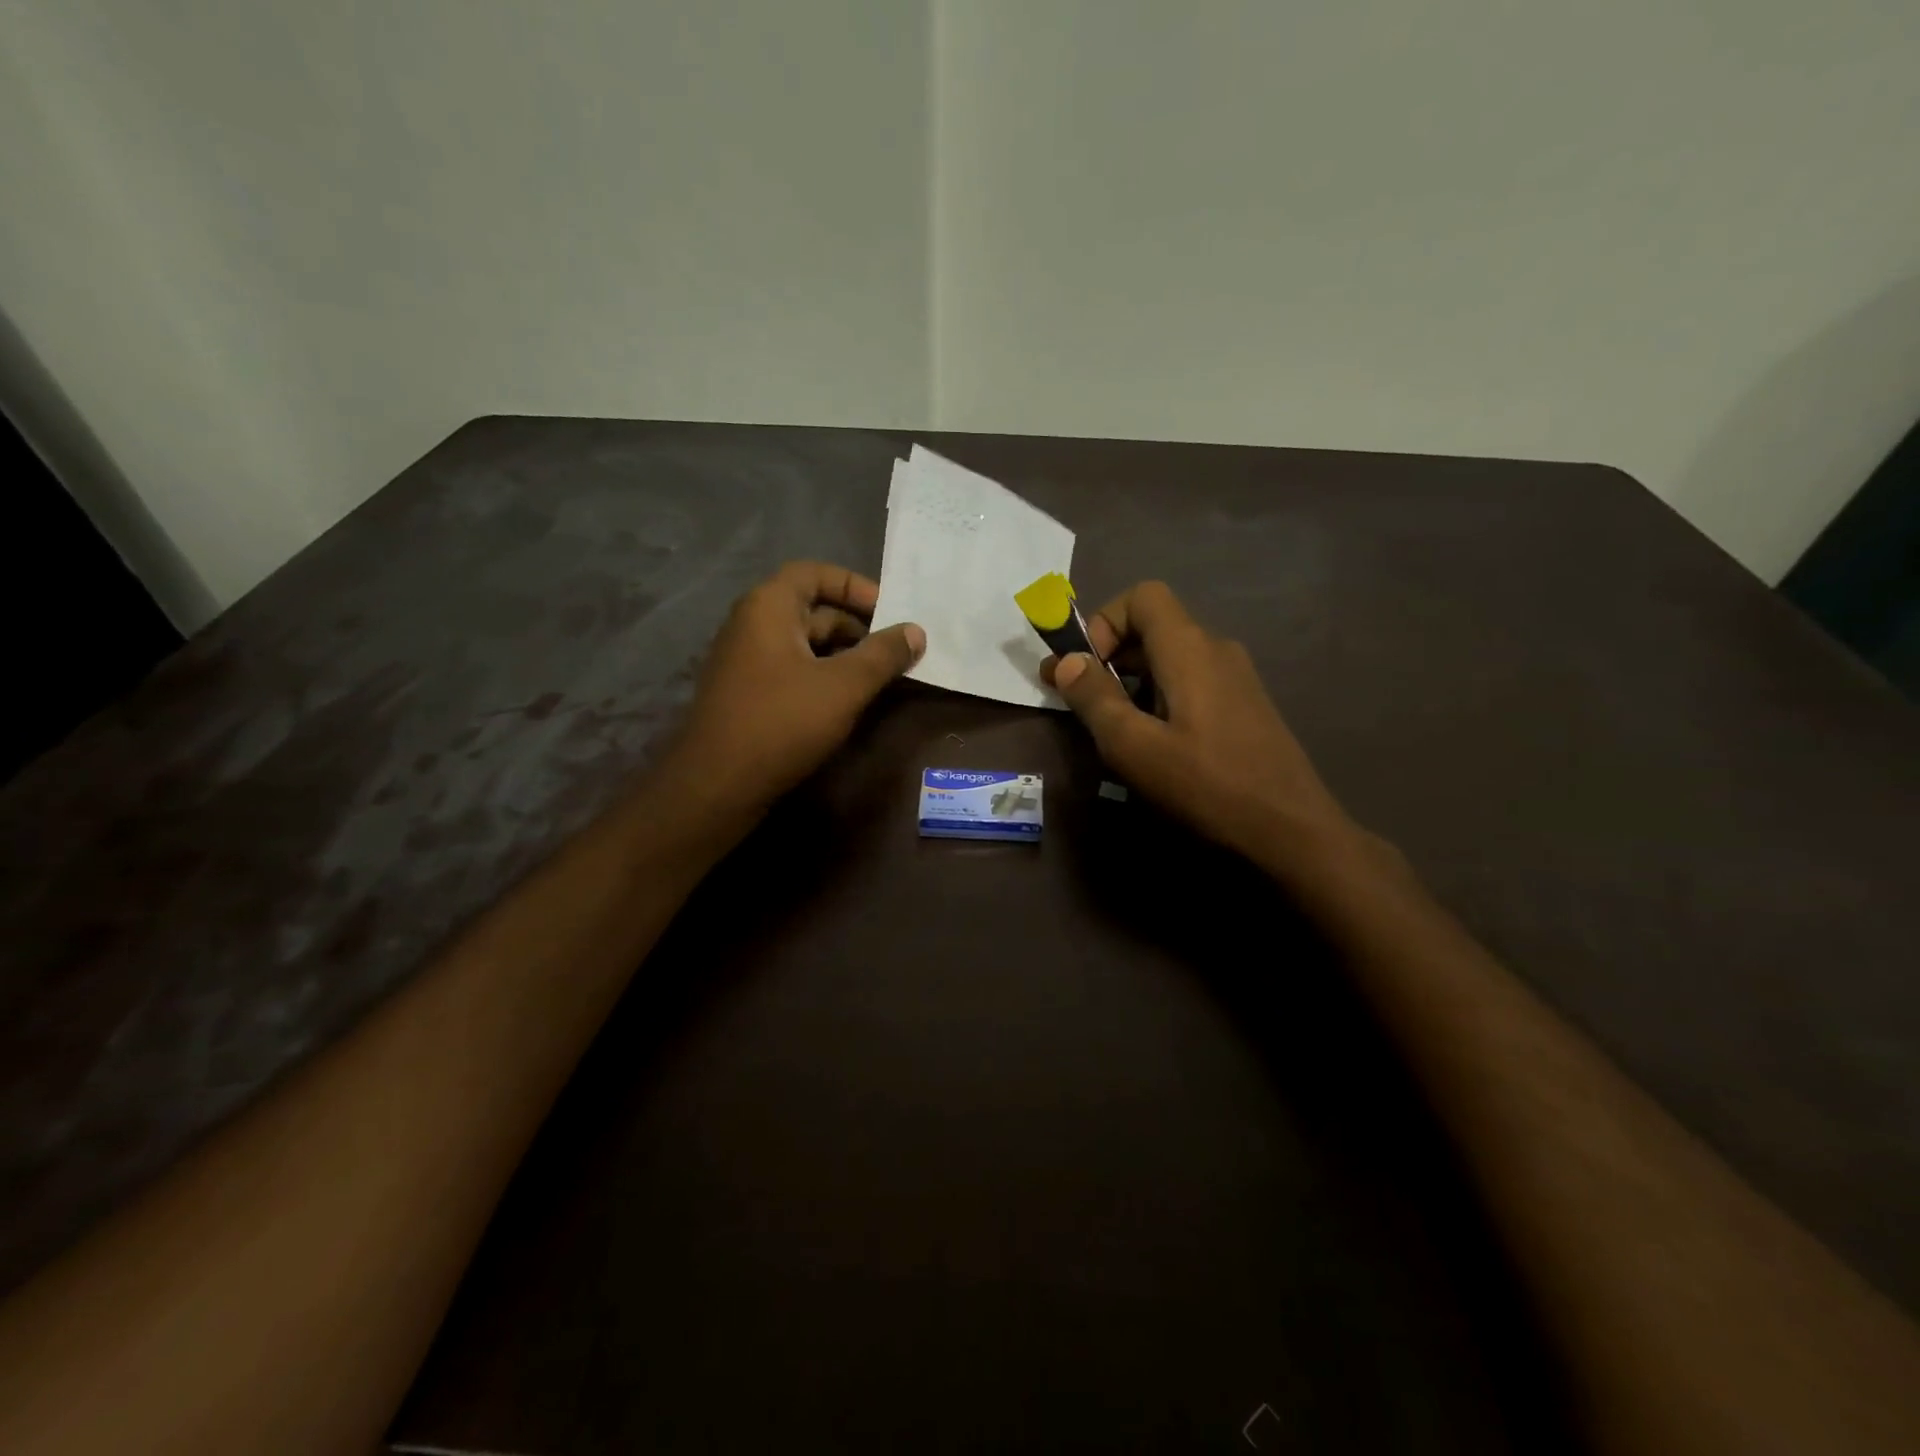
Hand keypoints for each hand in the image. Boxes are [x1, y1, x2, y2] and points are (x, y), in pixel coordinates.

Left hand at [670, 561, 924, 810]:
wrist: (717, 784)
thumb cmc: (782, 722)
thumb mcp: (844, 686)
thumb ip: (883, 655)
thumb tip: (916, 631)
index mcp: (768, 607)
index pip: (814, 573)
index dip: (854, 586)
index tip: (889, 612)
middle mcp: (751, 624)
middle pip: (811, 608)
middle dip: (856, 627)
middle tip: (893, 652)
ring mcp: (745, 660)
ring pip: (803, 643)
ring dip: (842, 655)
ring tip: (877, 679)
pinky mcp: (746, 693)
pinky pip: (790, 669)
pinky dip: (821, 675)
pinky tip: (845, 702)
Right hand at [1044, 580, 1358, 867]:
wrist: (1291, 831)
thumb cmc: (1206, 785)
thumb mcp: (1134, 746)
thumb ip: (1094, 698)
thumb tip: (1067, 661)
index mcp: (1189, 648)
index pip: (1142, 596)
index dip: (1104, 622)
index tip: (1085, 670)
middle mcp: (1216, 650)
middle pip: (1153, 628)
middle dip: (1109, 657)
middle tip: (1079, 703)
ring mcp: (1236, 678)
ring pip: (1170, 660)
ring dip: (1132, 683)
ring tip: (1114, 731)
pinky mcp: (1245, 707)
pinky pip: (1191, 684)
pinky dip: (1159, 699)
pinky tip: (1155, 746)